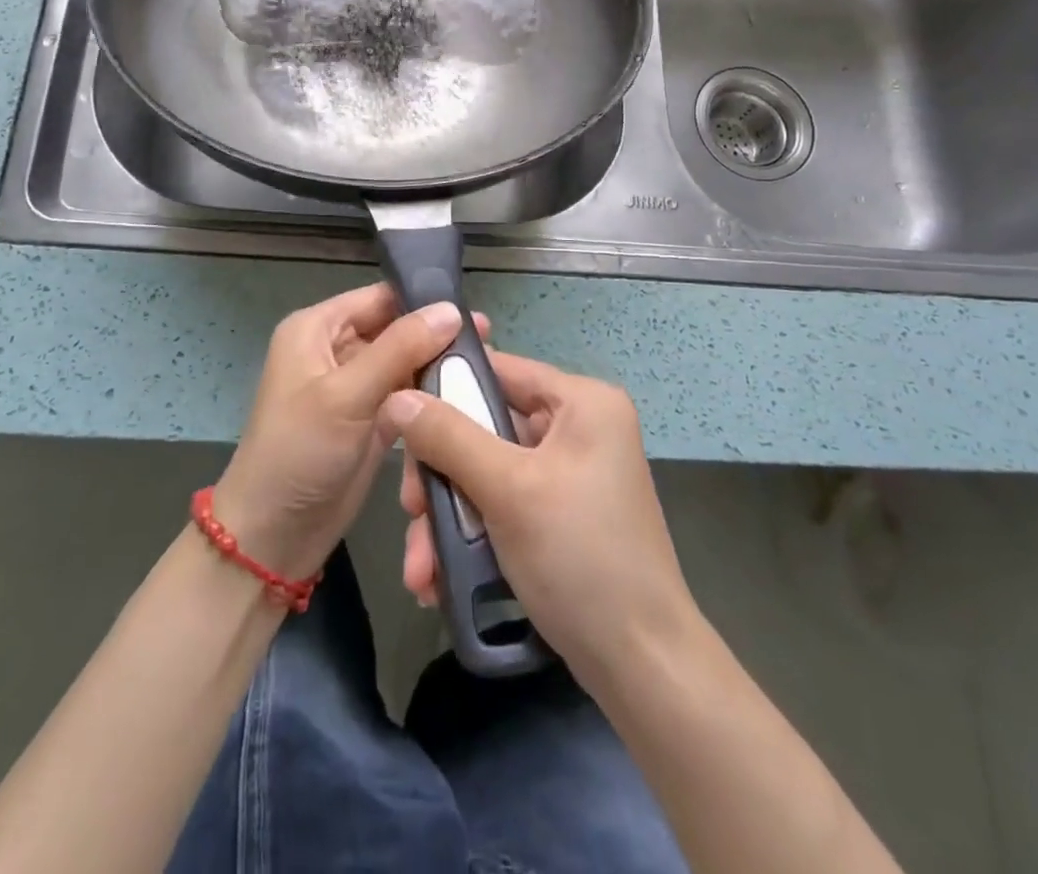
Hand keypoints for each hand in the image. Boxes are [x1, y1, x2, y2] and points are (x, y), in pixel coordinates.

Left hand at [212, 283, 477, 582]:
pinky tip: (468, 397)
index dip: (422, 302)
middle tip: (490, 343)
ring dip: (438, 368)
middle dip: (436, 337)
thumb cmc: (299, 453)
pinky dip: (431, 398)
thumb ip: (400, 349)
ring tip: (488, 368)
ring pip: (405, 364)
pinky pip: (407, 397)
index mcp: (317, 329)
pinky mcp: (371, 420)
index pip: (378, 299)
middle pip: (395, 330)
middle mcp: (336, 350)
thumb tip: (451, 310)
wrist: (273, 537)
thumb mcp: (346, 394)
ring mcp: (355, 388)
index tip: (472, 314)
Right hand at [382, 350, 695, 679]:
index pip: (498, 369)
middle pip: (483, 427)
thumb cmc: (580, 558)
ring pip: (485, 472)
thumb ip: (448, 437)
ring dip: (446, 517)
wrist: (641, 667)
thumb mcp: (508, 490)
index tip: (398, 417)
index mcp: (581, 402)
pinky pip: (501, 504)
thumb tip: (396, 397)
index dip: (444, 387)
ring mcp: (568, 473)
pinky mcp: (557, 514)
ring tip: (419, 568)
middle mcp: (577, 428)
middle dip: (440, 475)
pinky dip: (470, 535)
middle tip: (410, 509)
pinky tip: (438, 577)